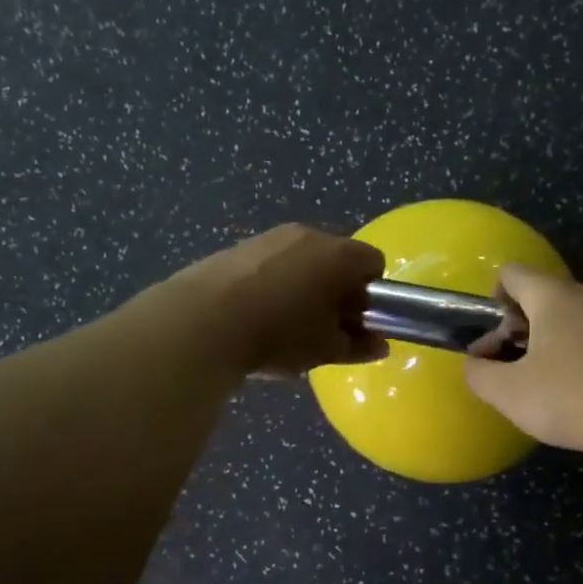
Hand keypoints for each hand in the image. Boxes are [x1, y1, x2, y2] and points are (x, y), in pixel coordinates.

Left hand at [176, 225, 387, 376]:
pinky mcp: (239, 246)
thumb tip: (380, 344)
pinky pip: (271, 262)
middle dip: (338, 287)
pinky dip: (273, 281)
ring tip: (286, 321)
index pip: (374, 262)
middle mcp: (309, 234)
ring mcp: (271, 237)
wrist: (202, 321)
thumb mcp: (326, 348)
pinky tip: (255, 313)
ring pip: (302, 258)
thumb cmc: (279, 333)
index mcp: (339, 255)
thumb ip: (358, 345)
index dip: (372, 292)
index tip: (357, 320)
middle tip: (325, 325)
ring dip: (304, 283)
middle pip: (337, 257)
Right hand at [464, 266, 582, 457]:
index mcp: (555, 297)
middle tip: (519, 366)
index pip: (513, 273)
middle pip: (546, 295)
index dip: (495, 299)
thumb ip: (480, 374)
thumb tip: (475, 363)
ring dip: (559, 339)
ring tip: (556, 381)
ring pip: (577, 315)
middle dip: (525, 325)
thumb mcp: (510, 394)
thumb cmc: (573, 400)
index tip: (497, 337)